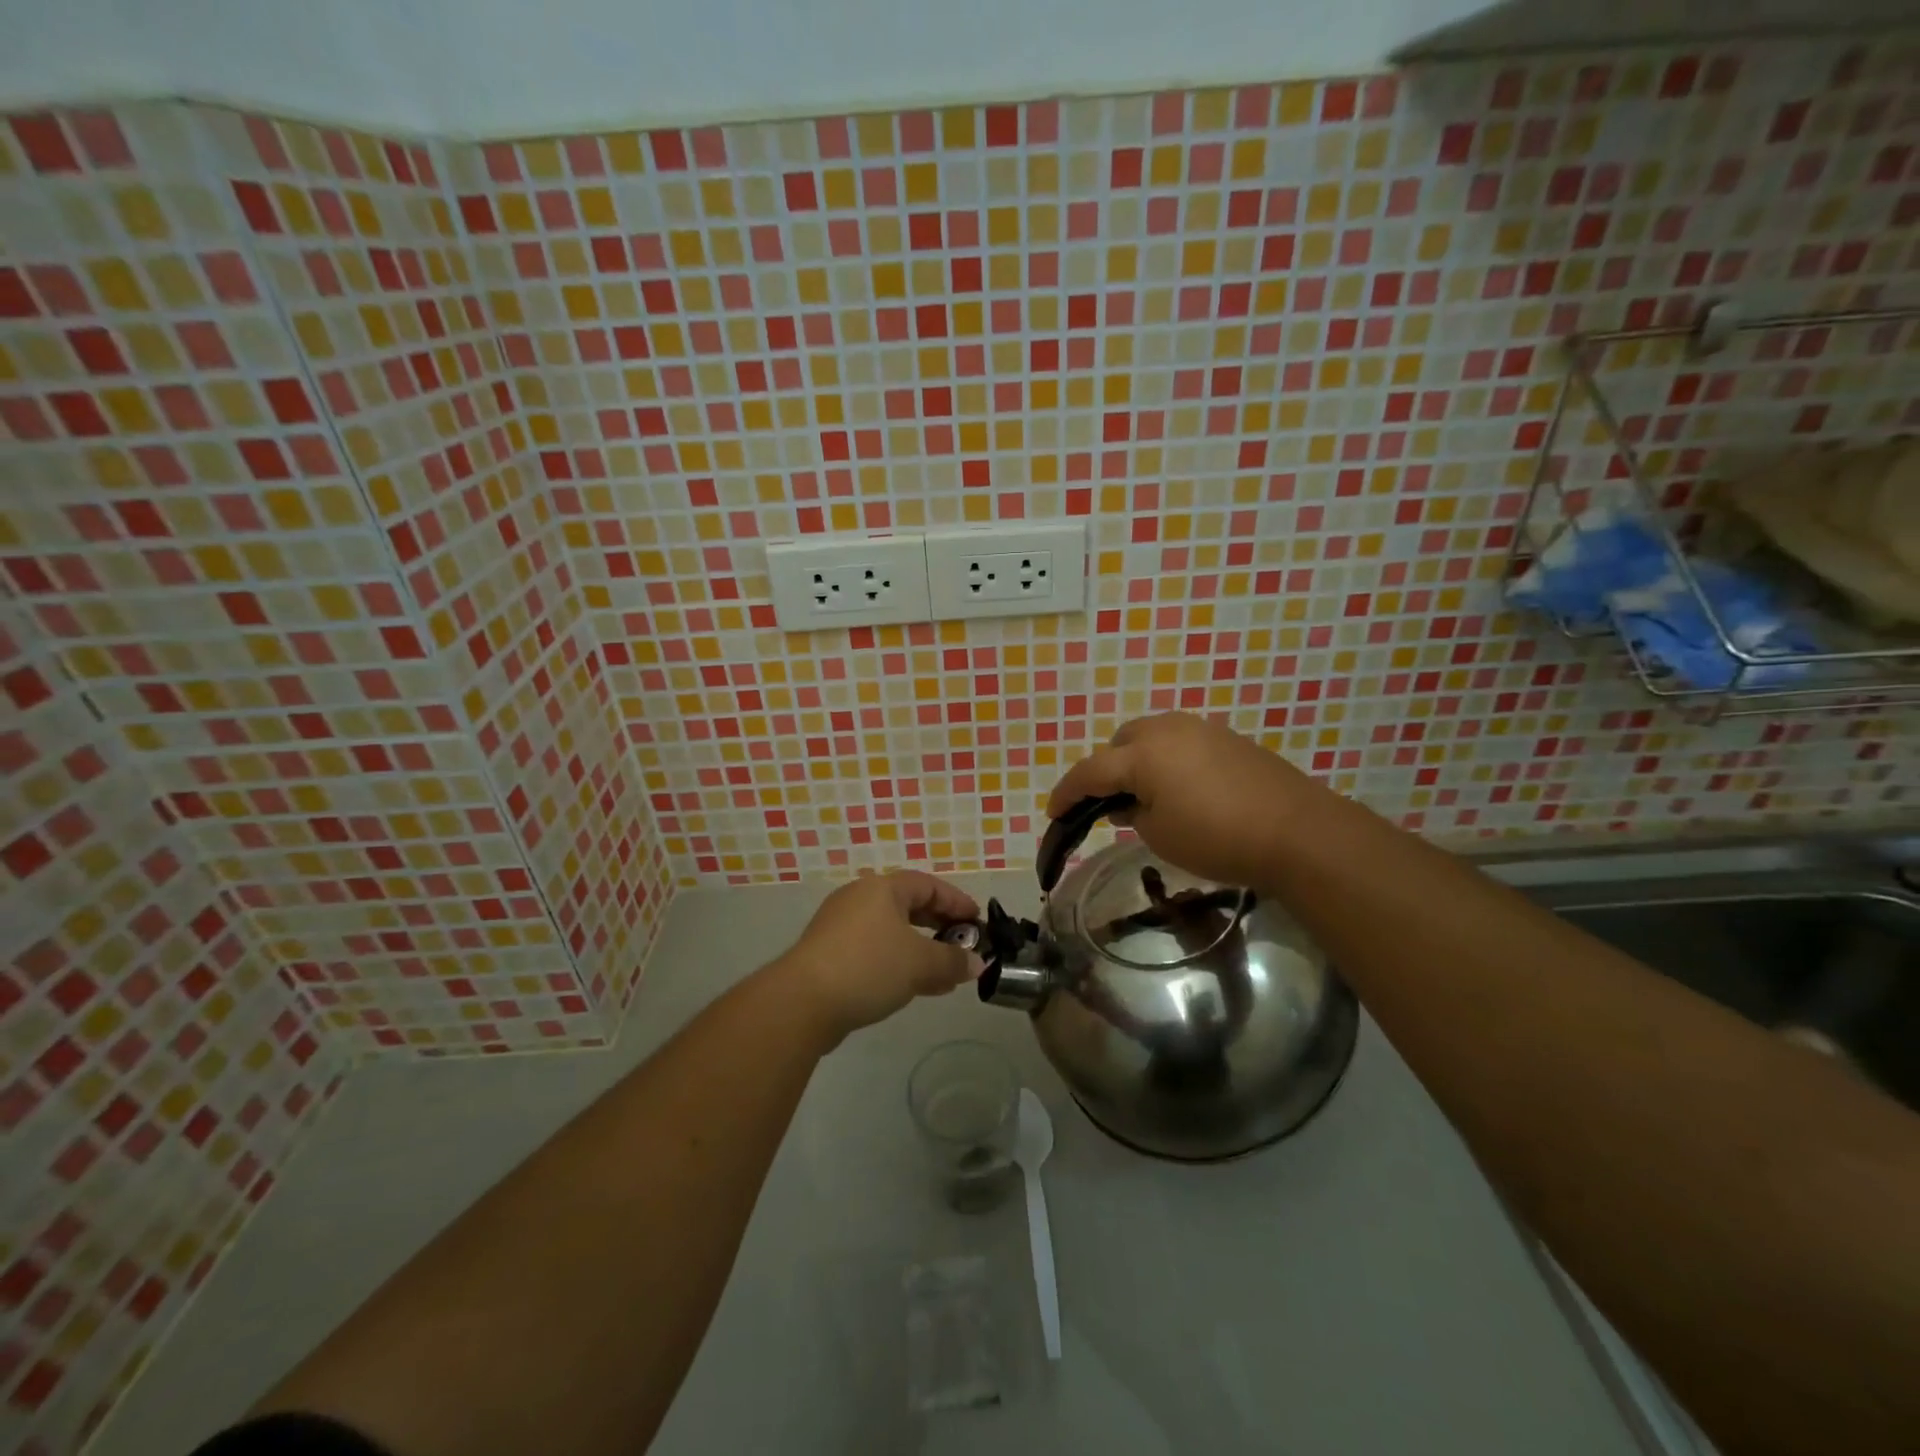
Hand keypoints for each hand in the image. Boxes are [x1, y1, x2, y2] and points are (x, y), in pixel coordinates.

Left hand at [776, 872, 984, 1045]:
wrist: (802, 1002)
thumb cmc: (868, 967)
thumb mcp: (920, 964)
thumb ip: (953, 961)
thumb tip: (977, 963)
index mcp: (882, 888)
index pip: (928, 885)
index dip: (957, 902)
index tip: (978, 923)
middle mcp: (859, 898)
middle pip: (908, 905)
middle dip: (939, 926)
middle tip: (963, 946)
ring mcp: (840, 926)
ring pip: (891, 931)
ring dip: (920, 949)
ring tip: (944, 974)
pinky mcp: (828, 953)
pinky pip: (873, 950)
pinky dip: (897, 961)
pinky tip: (912, 987)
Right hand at [1046, 713, 1320, 888]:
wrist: (1297, 831)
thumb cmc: (1217, 838)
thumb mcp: (1159, 836)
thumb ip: (1131, 815)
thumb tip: (1127, 804)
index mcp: (1142, 754)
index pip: (1090, 771)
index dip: (1067, 793)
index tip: (1053, 813)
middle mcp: (1167, 729)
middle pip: (1120, 743)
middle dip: (1106, 770)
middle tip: (1108, 804)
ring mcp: (1201, 728)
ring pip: (1152, 737)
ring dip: (1138, 761)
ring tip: (1145, 796)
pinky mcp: (1228, 738)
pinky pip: (1181, 742)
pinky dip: (1168, 760)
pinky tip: (1181, 789)